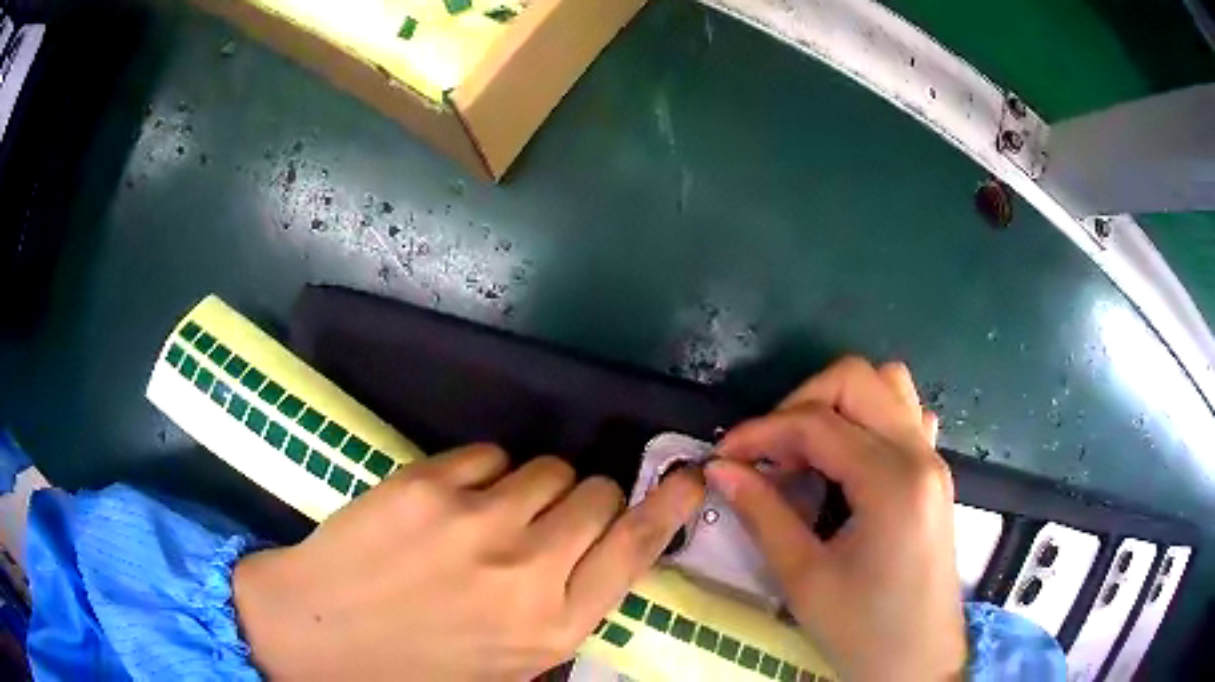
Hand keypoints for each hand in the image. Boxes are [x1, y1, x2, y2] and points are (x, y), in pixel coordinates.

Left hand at [233, 445, 704, 679]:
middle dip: (583, 501)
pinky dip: (480, 474)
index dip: (669, 505)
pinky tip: (448, 505)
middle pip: (597, 494)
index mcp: (554, 626)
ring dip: (531, 487)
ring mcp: (476, 521)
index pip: (635, 548)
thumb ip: (562, 613)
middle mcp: (528, 571)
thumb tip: (598, 556)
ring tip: (491, 516)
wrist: (319, 635)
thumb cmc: (418, 665)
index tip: (689, 475)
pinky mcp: (426, 484)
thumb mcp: (510, 664)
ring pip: (546, 467)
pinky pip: (487, 455)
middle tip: (549, 521)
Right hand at [705, 357, 963, 681]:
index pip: (817, 423)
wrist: (918, 662)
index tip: (724, 455)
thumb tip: (721, 469)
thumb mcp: (804, 578)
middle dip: (800, 403)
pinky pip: (908, 416)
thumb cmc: (862, 630)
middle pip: (857, 379)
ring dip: (840, 403)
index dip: (761, 431)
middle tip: (768, 452)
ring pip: (889, 384)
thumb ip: (762, 514)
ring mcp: (933, 459)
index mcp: (891, 481)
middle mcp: (919, 454)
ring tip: (808, 450)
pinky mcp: (935, 474)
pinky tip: (851, 458)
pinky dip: (873, 417)